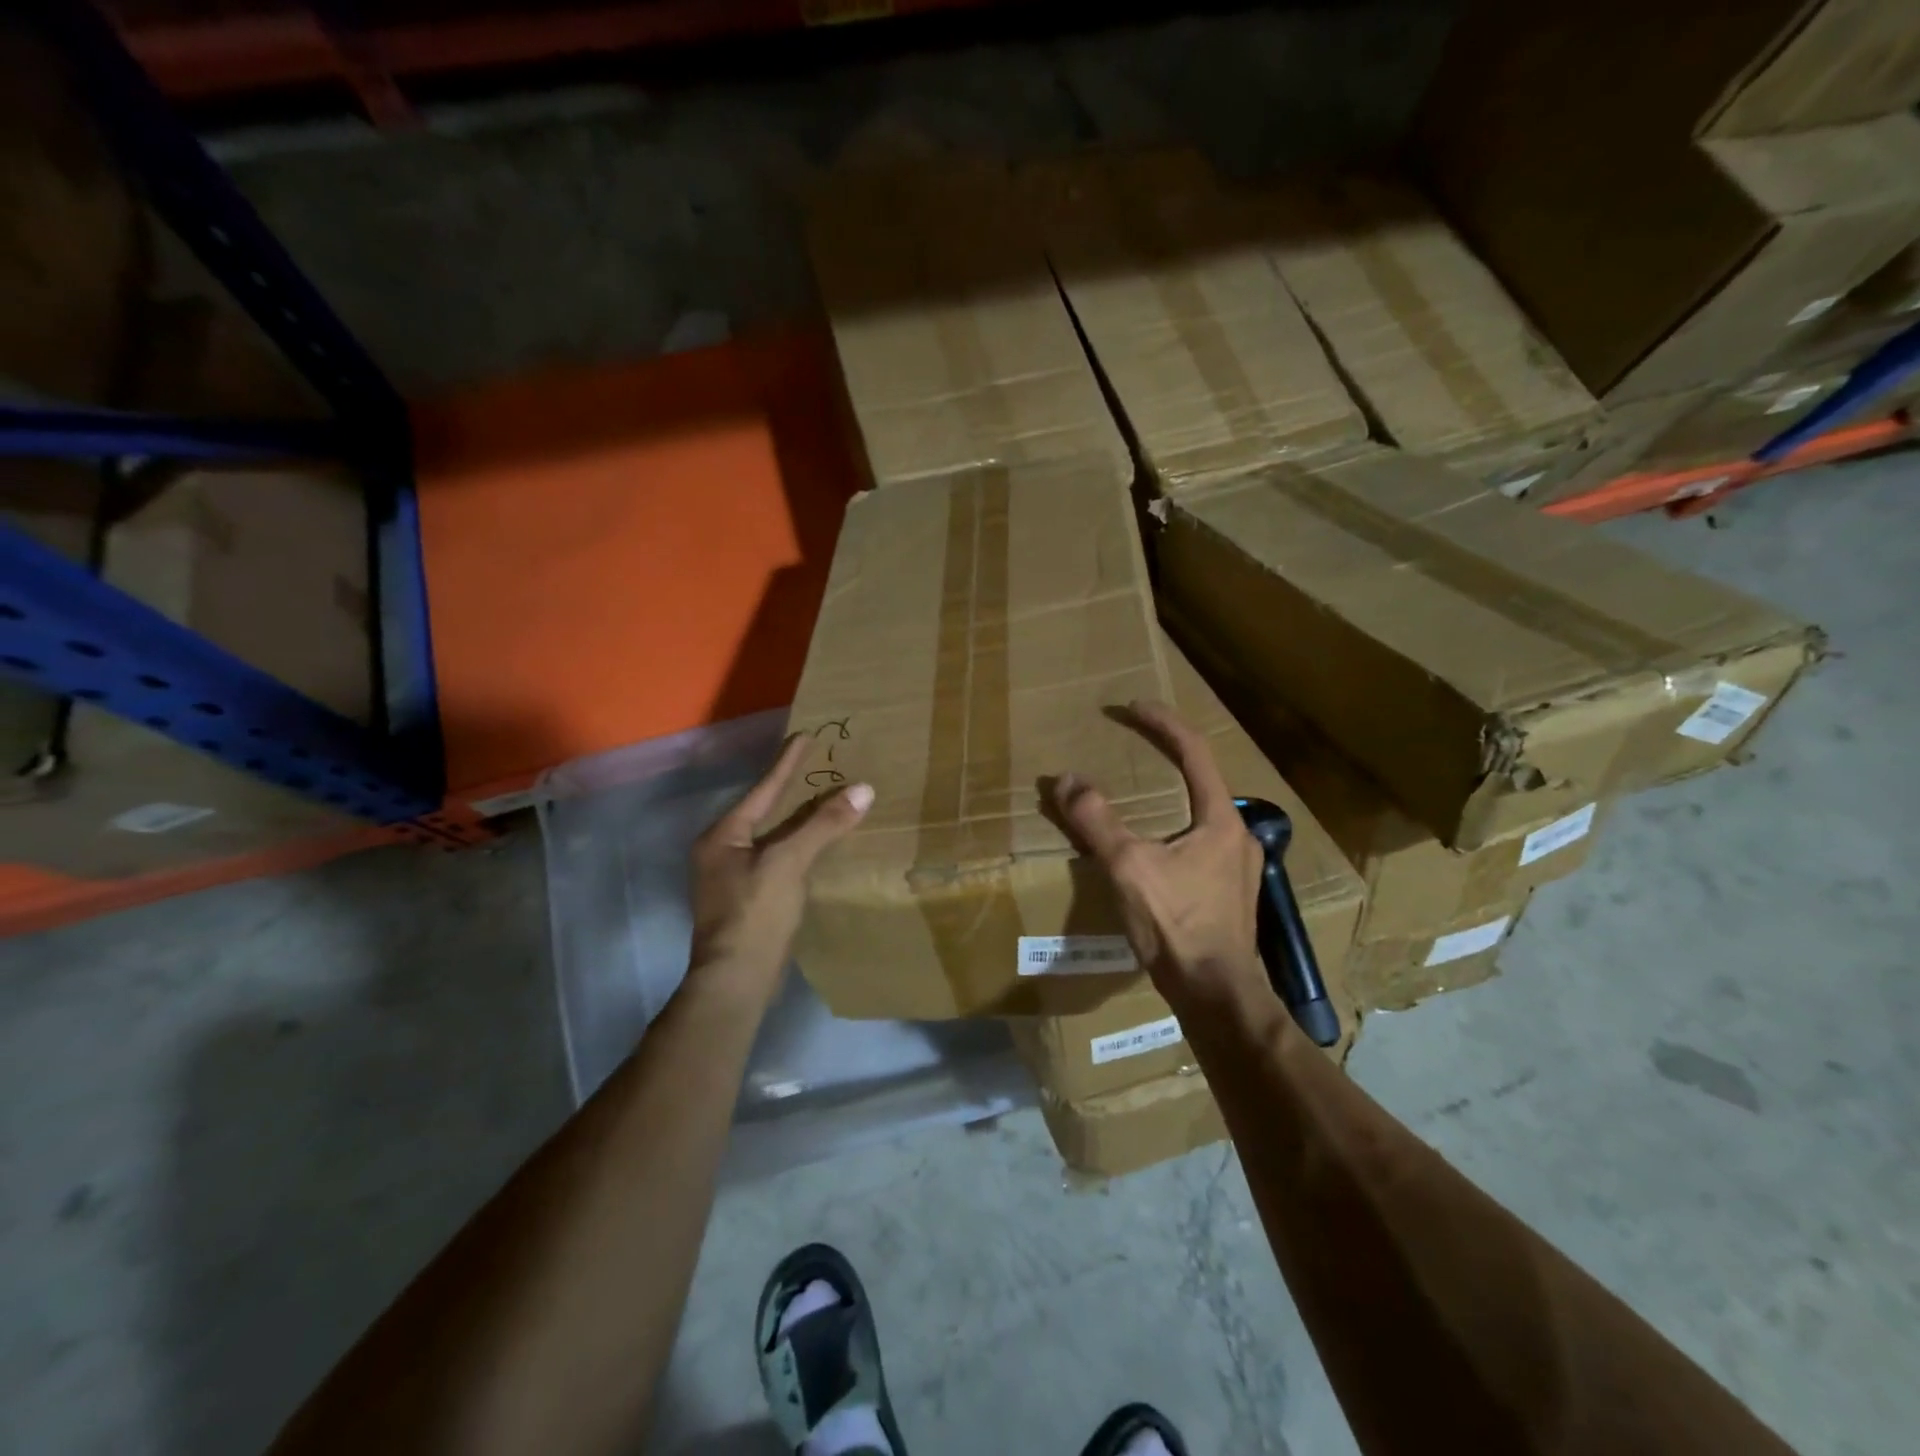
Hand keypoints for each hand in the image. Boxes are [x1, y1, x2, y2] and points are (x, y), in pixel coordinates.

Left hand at [689, 733, 872, 994]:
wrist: (736, 981)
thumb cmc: (755, 914)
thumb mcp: (789, 862)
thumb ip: (823, 825)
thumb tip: (862, 789)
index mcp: (723, 835)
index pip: (762, 789)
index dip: (787, 763)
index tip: (806, 735)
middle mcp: (721, 851)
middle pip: (764, 811)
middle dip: (792, 789)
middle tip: (819, 764)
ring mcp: (732, 878)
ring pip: (772, 836)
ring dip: (797, 819)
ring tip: (824, 800)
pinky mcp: (748, 899)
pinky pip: (778, 858)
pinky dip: (798, 846)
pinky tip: (818, 845)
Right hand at [1051, 701, 1271, 1017]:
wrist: (1216, 995)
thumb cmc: (1176, 926)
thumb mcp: (1128, 867)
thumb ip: (1096, 820)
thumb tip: (1066, 780)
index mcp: (1220, 820)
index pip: (1194, 752)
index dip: (1162, 724)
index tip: (1132, 707)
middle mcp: (1238, 836)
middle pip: (1201, 782)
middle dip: (1167, 760)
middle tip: (1134, 748)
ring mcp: (1238, 868)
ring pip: (1200, 816)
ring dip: (1170, 799)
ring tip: (1138, 799)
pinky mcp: (1229, 895)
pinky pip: (1199, 845)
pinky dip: (1173, 831)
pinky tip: (1153, 852)